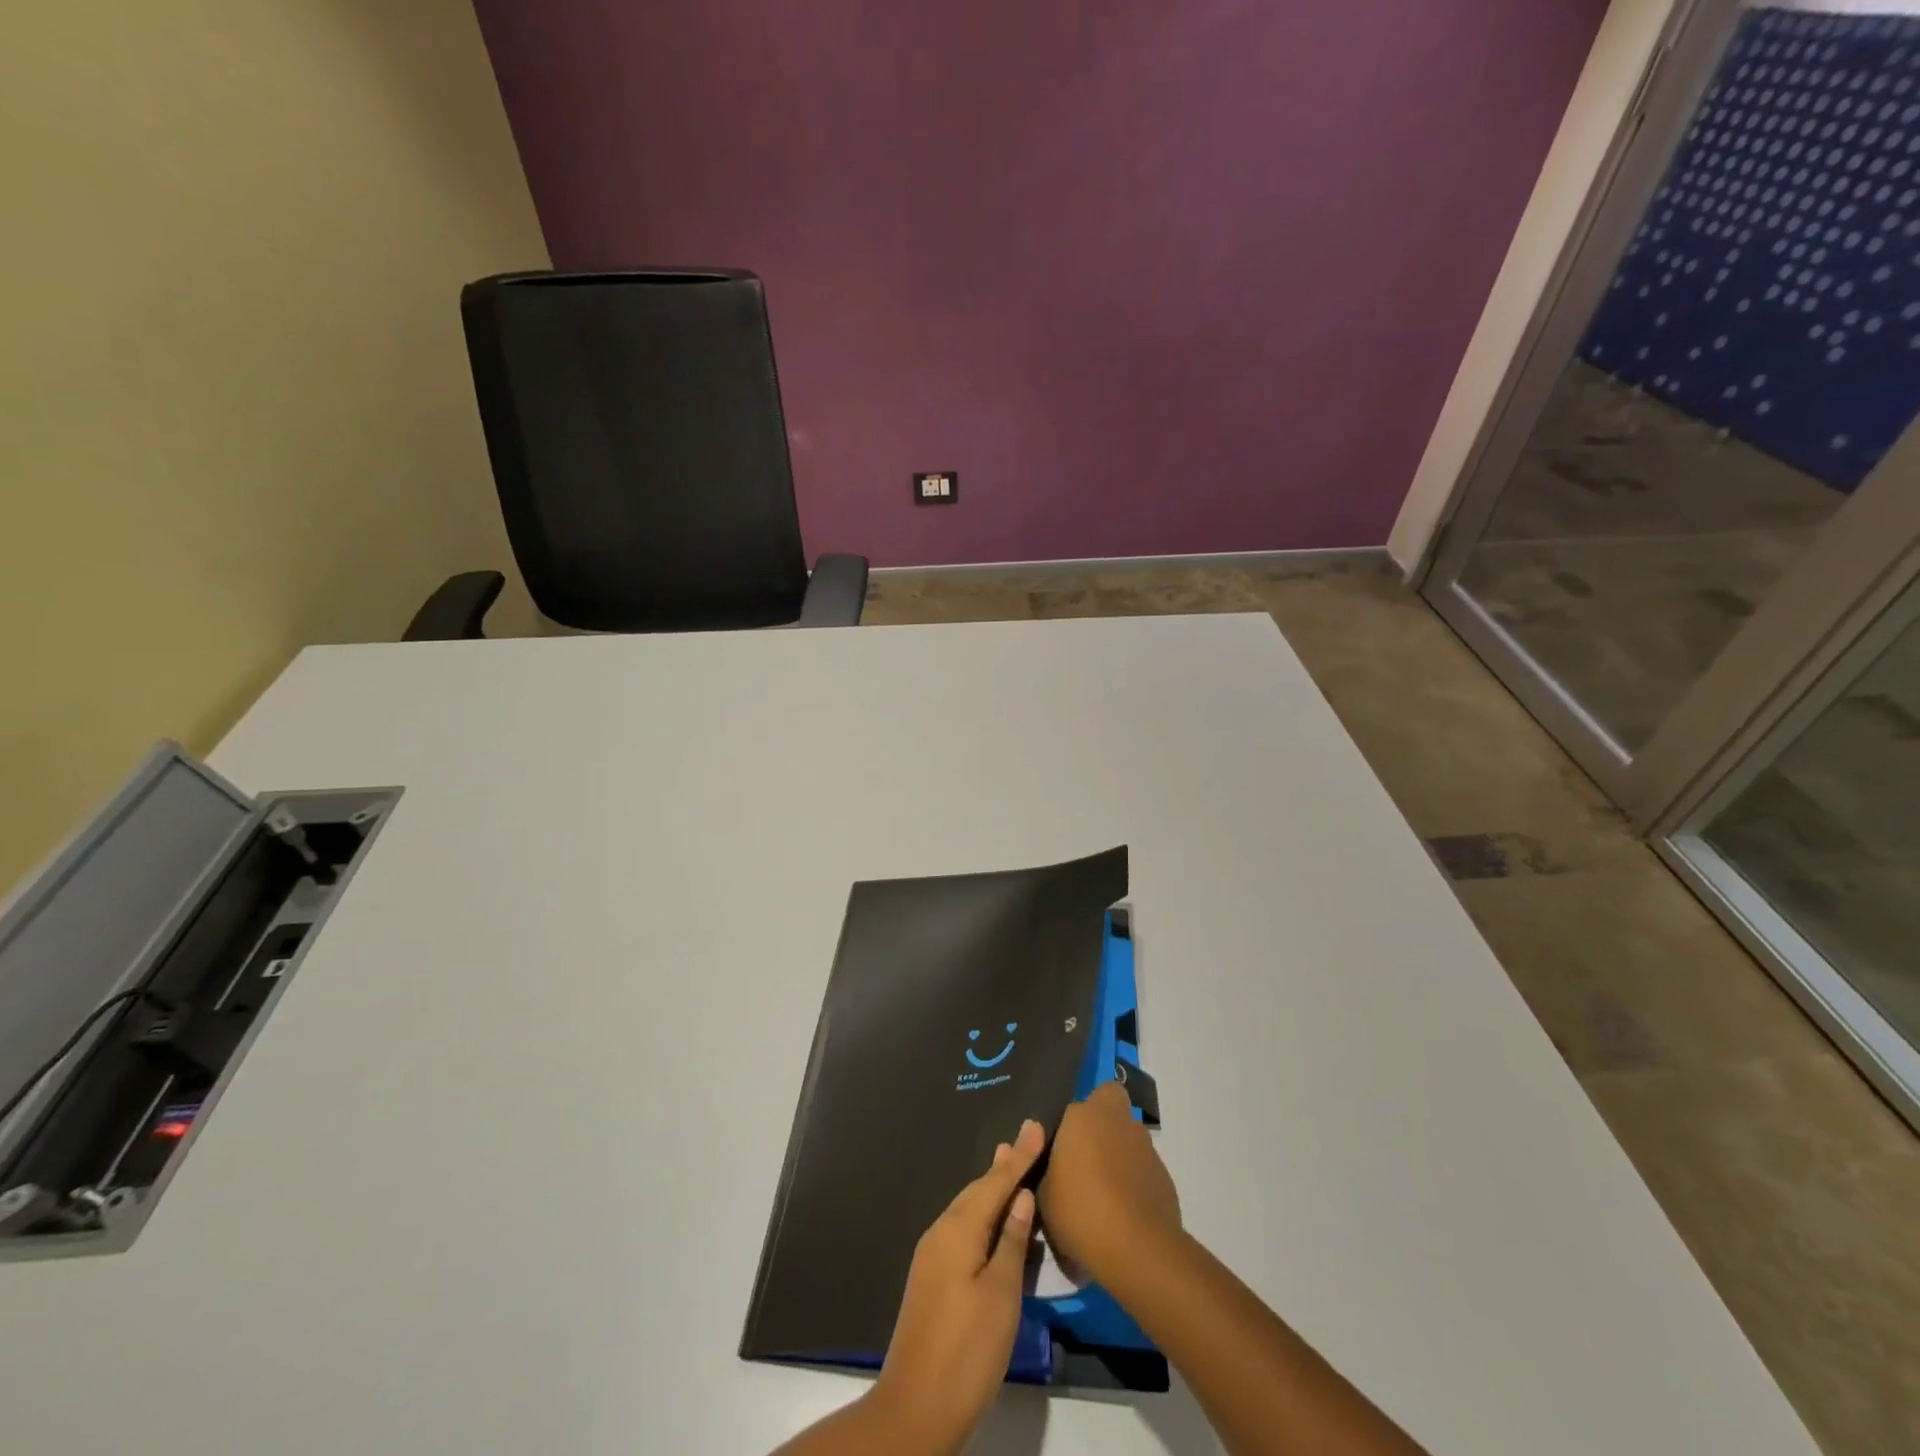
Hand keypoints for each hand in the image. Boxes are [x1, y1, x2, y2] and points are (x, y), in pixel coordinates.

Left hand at [871, 1118, 1044, 1454]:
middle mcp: (941, 1231)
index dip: (1019, 1156)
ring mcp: (932, 1254)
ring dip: (992, 1187)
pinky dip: (982, 1213)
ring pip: (968, 1208)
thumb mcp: (1001, 1295)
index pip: (995, 1181)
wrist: (916, 1406)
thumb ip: (1011, 1241)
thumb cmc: (967, 1349)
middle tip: (1026, 1140)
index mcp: (958, 1229)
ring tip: (1011, 1164)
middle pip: (978, 1189)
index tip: (1035, 1125)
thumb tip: (1020, 1196)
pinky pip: (962, 1228)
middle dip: (1004, 1166)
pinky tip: (993, 1217)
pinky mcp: (932, 1276)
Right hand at [1038, 1082, 1180, 1286]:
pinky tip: (1124, 1211)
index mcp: (1083, 1116)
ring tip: (1105, 1192)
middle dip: (1102, 1119)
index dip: (1071, 1123)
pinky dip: (1135, 1180)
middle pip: (1111, 1100)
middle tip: (1087, 1153)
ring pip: (1129, 1135)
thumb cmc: (1079, 1211)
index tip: (1063, 1148)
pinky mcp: (1164, 1175)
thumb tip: (1052, 1161)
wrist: (1136, 1249)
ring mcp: (1144, 1146)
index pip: (1076, 1104)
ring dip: (1119, 1152)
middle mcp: (1117, 1120)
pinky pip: (1143, 1167)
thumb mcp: (1043, 1195)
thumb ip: (1046, 1169)